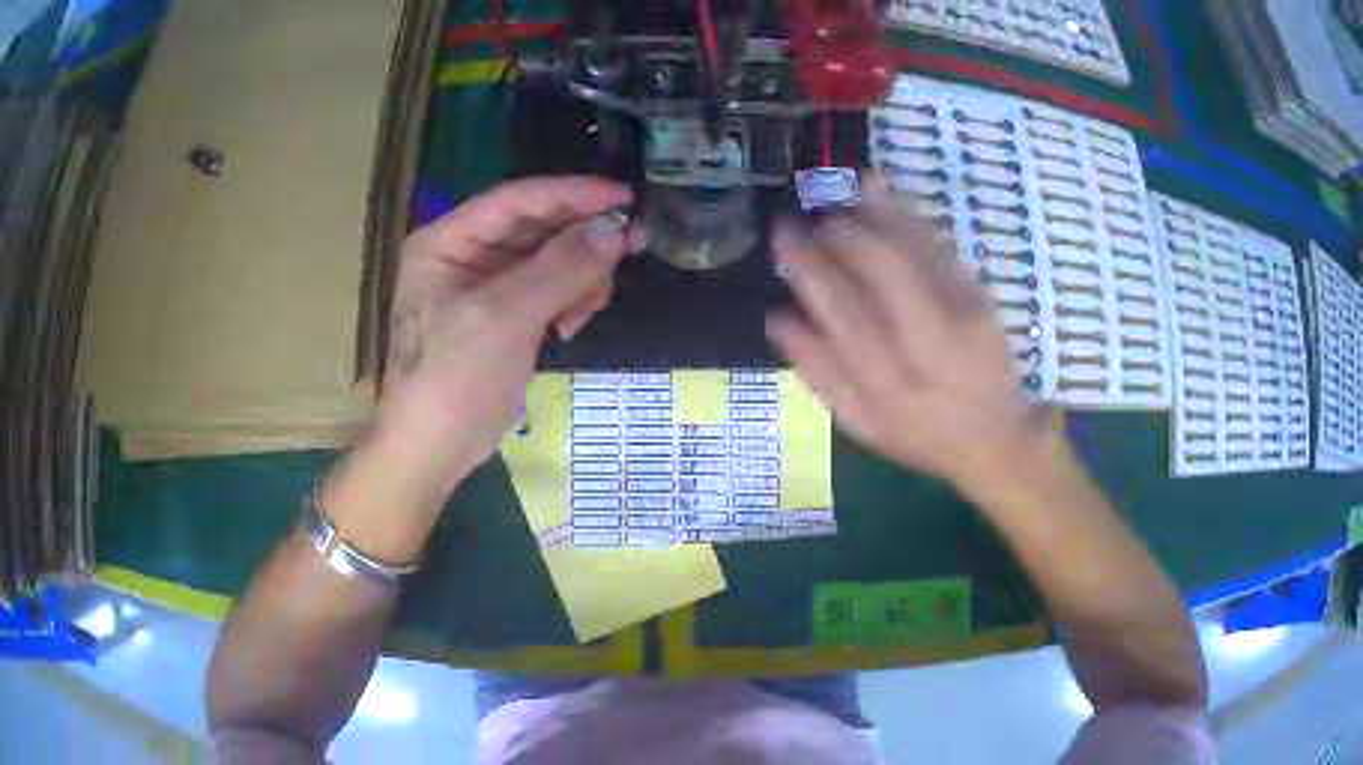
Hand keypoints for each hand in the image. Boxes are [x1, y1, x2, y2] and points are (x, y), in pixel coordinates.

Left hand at [379, 176, 643, 485]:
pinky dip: (567, 300)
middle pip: (535, 227)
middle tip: (633, 243)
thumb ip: (561, 268)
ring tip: (590, 305)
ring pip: (547, 259)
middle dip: (581, 238)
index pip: (516, 200)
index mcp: (447, 242)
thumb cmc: (454, 380)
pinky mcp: (502, 316)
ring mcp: (483, 286)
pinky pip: (546, 290)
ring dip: (578, 275)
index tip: (625, 197)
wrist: (433, 452)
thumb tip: (614, 228)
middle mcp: (464, 254)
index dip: (572, 193)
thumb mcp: (505, 318)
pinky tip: (570, 325)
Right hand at [766, 182, 1046, 491]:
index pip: (846, 312)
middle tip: (810, 215)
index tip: (784, 235)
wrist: (995, 437)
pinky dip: (904, 212)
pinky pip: (937, 244)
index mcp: (891, 383)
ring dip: (872, 211)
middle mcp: (930, 343)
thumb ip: (819, 372)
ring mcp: (961, 313)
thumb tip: (777, 316)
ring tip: (839, 191)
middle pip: (884, 269)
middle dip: (841, 231)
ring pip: (913, 247)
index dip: (811, 267)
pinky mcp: (979, 294)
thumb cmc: (921, 436)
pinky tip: (878, 192)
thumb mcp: (861, 424)